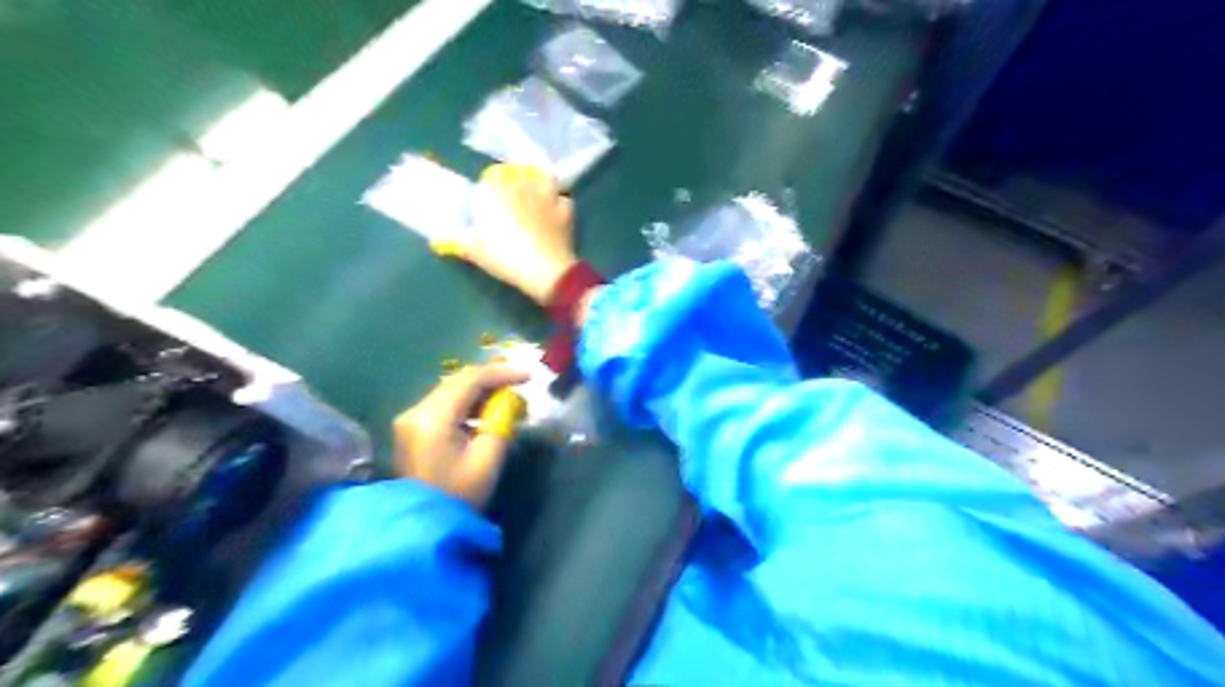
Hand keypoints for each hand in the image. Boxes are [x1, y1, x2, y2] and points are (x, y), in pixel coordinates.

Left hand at [393, 363, 526, 506]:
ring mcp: (409, 419)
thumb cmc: (459, 495)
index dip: (502, 373)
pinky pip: (443, 404)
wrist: (423, 526)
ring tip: (507, 397)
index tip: (528, 376)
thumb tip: (509, 401)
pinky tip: (485, 410)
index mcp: (433, 418)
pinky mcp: (411, 428)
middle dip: (491, 379)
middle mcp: (415, 411)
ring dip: (479, 390)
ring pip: (450, 390)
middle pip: (457, 381)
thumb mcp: (488, 459)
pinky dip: (466, 402)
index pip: (470, 380)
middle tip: (520, 384)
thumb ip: (501, 421)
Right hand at [464, 163, 580, 302]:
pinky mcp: (565, 209)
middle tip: (510, 207)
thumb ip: (458, 241)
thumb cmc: (504, 257)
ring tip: (534, 200)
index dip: (487, 194)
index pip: (487, 182)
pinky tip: (554, 215)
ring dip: (538, 185)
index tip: (486, 209)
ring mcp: (546, 195)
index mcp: (494, 191)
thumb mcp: (474, 251)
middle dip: (512, 186)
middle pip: (515, 176)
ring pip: (542, 179)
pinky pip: (562, 200)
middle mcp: (520, 185)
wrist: (545, 270)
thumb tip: (442, 239)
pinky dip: (558, 205)